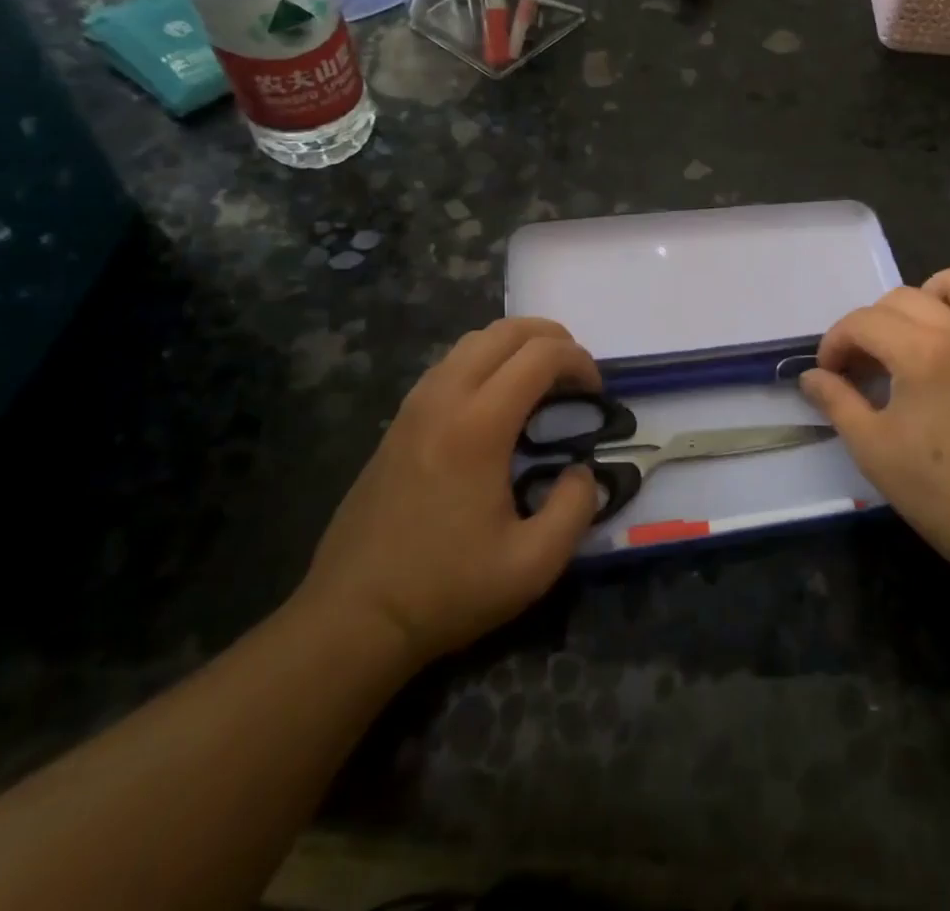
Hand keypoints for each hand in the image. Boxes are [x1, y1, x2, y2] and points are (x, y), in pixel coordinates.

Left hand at [296, 318, 600, 667]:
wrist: (352, 618)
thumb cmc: (446, 590)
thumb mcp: (533, 565)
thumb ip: (576, 509)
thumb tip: (582, 472)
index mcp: (479, 426)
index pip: (539, 355)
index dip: (578, 360)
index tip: (596, 392)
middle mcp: (444, 399)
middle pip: (505, 331)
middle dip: (551, 337)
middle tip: (576, 374)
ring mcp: (414, 406)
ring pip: (473, 341)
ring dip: (516, 345)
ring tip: (541, 381)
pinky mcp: (398, 422)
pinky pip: (449, 364)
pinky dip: (486, 360)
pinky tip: (497, 402)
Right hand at [800, 267, 949, 575]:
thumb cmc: (938, 489)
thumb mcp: (872, 448)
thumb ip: (837, 401)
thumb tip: (811, 376)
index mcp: (920, 353)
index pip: (864, 322)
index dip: (837, 342)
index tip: (830, 371)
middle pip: (903, 297)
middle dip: (873, 324)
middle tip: (867, 361)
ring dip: (933, 294)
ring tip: (921, 327)